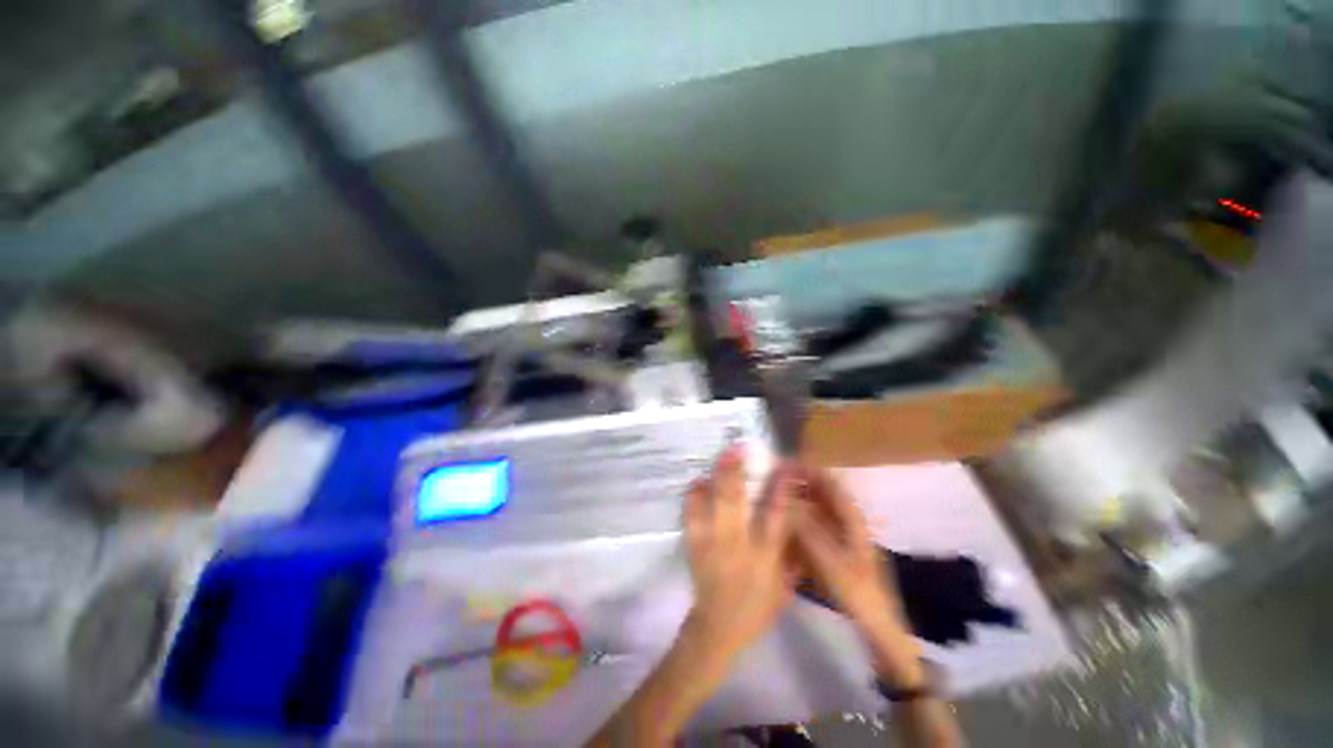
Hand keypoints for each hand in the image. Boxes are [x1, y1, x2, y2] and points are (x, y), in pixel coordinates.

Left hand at [682, 446, 795, 665]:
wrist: (718, 628)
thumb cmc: (757, 608)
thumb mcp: (784, 586)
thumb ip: (790, 554)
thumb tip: (795, 520)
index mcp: (764, 556)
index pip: (776, 516)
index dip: (780, 488)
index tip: (783, 465)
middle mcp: (738, 546)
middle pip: (736, 503)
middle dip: (736, 473)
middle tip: (737, 448)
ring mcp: (712, 545)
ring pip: (714, 506)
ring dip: (716, 479)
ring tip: (720, 456)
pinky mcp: (695, 548)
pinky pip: (691, 518)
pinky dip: (693, 498)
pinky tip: (697, 483)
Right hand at [790, 464, 923, 683]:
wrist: (876, 625)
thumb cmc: (855, 590)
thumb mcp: (827, 558)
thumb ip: (805, 528)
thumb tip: (785, 501)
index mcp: (851, 519)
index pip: (830, 483)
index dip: (810, 470)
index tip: (786, 463)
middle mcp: (848, 521)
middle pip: (824, 493)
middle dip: (801, 482)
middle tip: (775, 478)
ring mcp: (842, 535)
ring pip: (819, 507)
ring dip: (800, 498)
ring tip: (776, 495)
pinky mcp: (836, 549)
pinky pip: (817, 524)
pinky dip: (802, 517)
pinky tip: (786, 521)